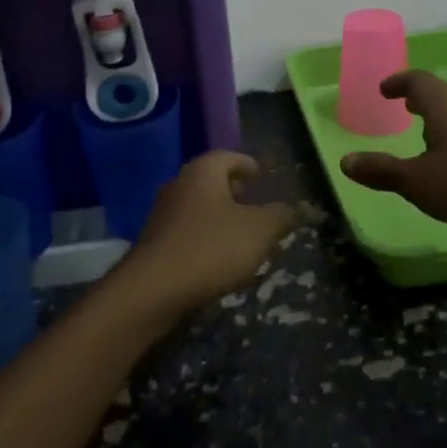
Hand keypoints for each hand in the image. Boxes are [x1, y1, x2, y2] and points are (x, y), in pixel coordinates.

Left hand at [109, 151, 297, 323]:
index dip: (248, 165)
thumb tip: (293, 207)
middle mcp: (179, 184)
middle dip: (234, 191)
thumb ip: (279, 215)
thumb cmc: (211, 248)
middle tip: (255, 204)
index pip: (229, 157)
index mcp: (203, 171)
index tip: (261, 175)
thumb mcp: (259, 231)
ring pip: (198, 207)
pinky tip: (218, 258)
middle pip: (211, 181)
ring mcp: (162, 214)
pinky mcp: (154, 243)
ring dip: (219, 216)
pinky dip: (205, 237)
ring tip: (242, 235)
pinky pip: (187, 231)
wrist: (152, 290)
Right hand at [342, 70, 446, 228]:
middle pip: (440, 93)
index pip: (417, 81)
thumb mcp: (417, 182)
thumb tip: (345, 161)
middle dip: (419, 98)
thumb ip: (382, 171)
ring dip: (438, 115)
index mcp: (443, 107)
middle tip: (403, 106)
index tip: (384, 89)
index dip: (398, 82)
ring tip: (425, 131)